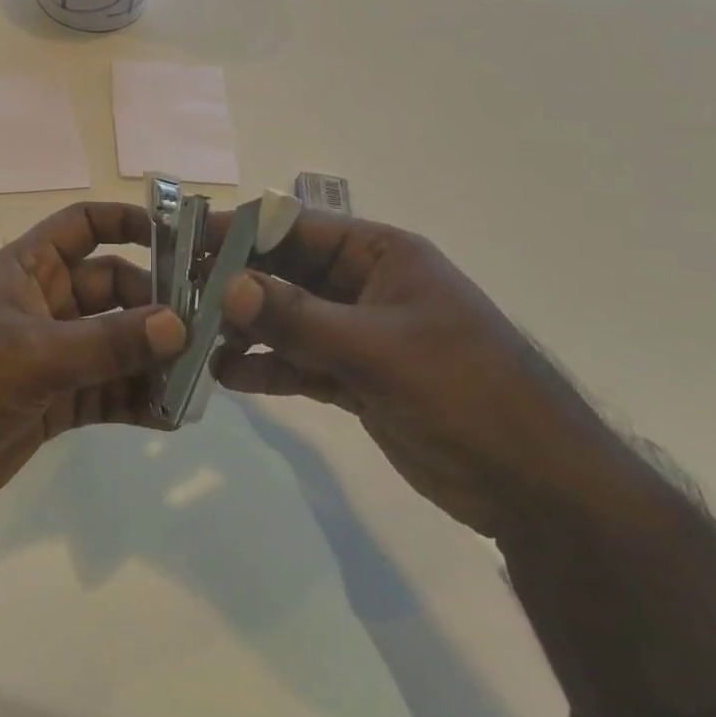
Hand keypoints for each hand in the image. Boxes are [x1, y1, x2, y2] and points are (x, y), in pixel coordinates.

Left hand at [0, 201, 184, 715]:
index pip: (83, 226)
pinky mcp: (55, 402)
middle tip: (209, 326)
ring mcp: (51, 355)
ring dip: (153, 357)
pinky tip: (173, 413)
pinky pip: (107, 391)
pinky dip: (136, 399)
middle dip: (156, 304)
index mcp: (28, 268)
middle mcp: (44, 303)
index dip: (128, 222)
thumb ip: (107, 342)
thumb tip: (180, 324)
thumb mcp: (34, 353)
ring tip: (202, 375)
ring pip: (115, 344)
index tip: (180, 238)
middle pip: (112, 288)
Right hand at [211, 211, 628, 542]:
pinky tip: (227, 376)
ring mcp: (360, 333)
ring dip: (245, 328)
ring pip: (287, 319)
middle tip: (177, 298)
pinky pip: (299, 362)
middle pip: (285, 272)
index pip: (295, 227)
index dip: (240, 232)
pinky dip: (267, 366)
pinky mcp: (356, 378)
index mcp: (380, 254)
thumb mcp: (377, 348)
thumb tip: (226, 284)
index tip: (186, 243)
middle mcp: (365, 285)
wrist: (538, 489)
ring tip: (194, 341)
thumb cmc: (464, 392)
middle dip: (234, 284)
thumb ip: (298, 316)